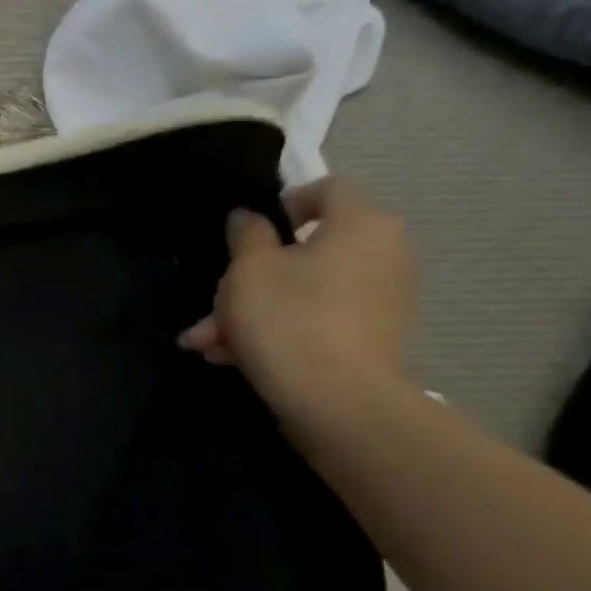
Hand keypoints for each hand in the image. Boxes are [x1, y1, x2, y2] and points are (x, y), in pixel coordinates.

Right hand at [177, 177, 415, 416]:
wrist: (335, 400)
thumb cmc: (288, 317)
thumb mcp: (249, 269)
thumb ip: (248, 235)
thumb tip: (250, 217)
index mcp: (361, 224)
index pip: (327, 190)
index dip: (285, 202)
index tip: (249, 231)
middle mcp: (383, 254)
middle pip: (306, 250)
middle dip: (250, 276)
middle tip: (213, 300)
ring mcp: (381, 299)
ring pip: (303, 290)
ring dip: (252, 310)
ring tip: (207, 341)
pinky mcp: (370, 337)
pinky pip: (316, 319)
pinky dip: (278, 330)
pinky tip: (231, 357)